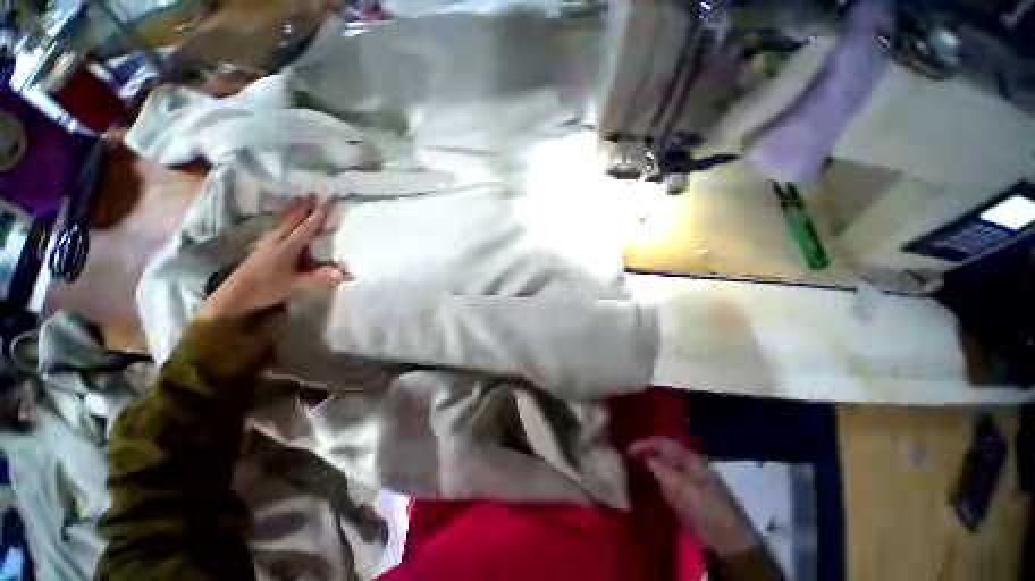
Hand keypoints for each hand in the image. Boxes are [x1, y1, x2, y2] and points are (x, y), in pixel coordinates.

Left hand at [200, 196, 348, 319]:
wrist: (235, 296)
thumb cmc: (266, 289)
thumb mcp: (295, 285)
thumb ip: (318, 278)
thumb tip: (344, 273)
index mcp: (287, 247)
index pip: (306, 228)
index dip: (316, 216)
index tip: (326, 203)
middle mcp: (277, 240)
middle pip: (292, 220)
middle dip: (303, 207)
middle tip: (313, 194)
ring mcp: (267, 243)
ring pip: (283, 222)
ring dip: (293, 211)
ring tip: (299, 202)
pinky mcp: (261, 248)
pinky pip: (277, 228)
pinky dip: (284, 221)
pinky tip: (283, 223)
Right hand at [629, 437, 758, 555]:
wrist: (729, 543)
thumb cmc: (712, 512)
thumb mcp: (689, 492)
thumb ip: (667, 474)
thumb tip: (645, 457)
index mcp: (691, 460)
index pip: (664, 443)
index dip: (645, 443)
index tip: (627, 449)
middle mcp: (685, 466)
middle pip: (660, 453)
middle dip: (642, 452)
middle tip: (623, 456)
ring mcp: (682, 481)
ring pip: (659, 466)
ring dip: (644, 464)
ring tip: (626, 466)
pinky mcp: (679, 495)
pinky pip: (661, 482)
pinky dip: (649, 479)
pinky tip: (639, 482)